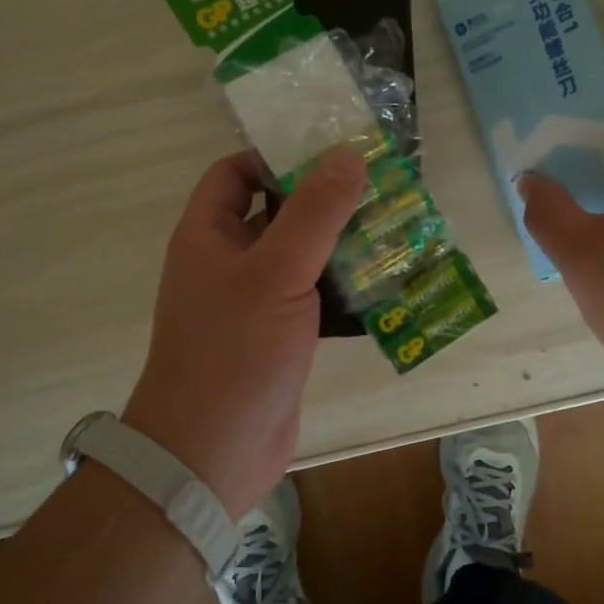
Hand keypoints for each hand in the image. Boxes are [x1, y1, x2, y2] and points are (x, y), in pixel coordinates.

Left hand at [122, 146, 365, 515]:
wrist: (211, 453)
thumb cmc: (233, 352)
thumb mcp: (276, 273)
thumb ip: (314, 212)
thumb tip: (349, 155)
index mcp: (208, 235)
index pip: (233, 173)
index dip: (274, 155)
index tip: (329, 149)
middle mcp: (227, 262)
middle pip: (275, 211)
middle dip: (323, 198)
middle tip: (380, 183)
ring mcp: (254, 301)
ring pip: (300, 256)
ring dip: (341, 243)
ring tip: (395, 224)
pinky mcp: (280, 336)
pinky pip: (313, 296)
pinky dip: (344, 286)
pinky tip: (386, 280)